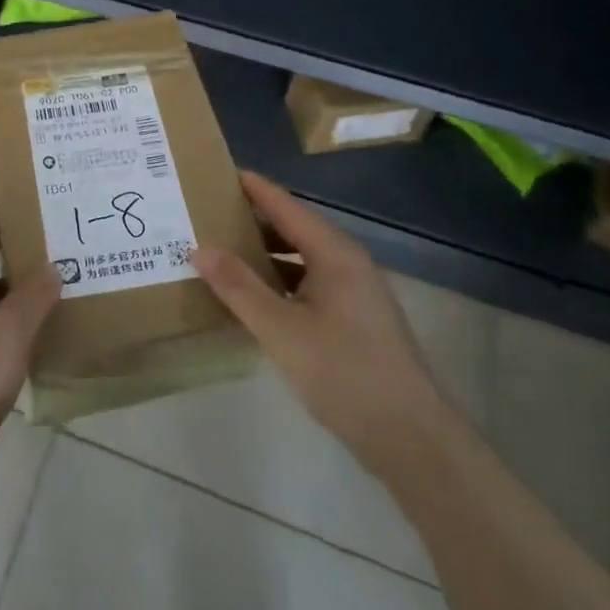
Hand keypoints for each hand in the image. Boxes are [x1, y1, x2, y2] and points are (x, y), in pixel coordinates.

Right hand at [194, 172, 441, 459]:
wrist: (410, 437)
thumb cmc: (344, 372)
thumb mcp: (281, 329)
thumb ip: (238, 287)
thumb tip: (199, 248)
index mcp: (334, 252)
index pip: (285, 204)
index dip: (252, 187)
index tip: (215, 172)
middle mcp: (346, 261)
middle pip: (293, 227)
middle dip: (251, 220)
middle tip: (207, 214)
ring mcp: (354, 291)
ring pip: (300, 258)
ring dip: (264, 253)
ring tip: (221, 251)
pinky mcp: (354, 318)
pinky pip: (308, 283)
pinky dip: (279, 280)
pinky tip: (253, 296)